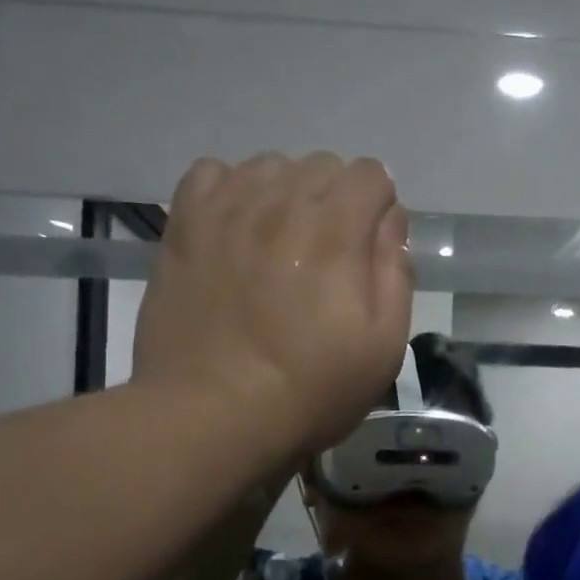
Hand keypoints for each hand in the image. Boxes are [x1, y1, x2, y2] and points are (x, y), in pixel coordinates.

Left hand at [133, 152, 412, 463]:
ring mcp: (226, 210)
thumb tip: (390, 221)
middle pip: (321, 165)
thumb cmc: (309, 390)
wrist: (211, 414)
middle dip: (336, 200)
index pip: (369, 173)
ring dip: (286, 194)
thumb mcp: (383, 346)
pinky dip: (232, 190)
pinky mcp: (184, 226)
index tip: (368, 251)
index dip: (378, 208)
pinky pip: (212, 173)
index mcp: (336, 230)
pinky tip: (236, 229)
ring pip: (269, 166)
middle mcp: (281, 203)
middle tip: (327, 258)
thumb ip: (395, 273)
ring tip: (280, 245)